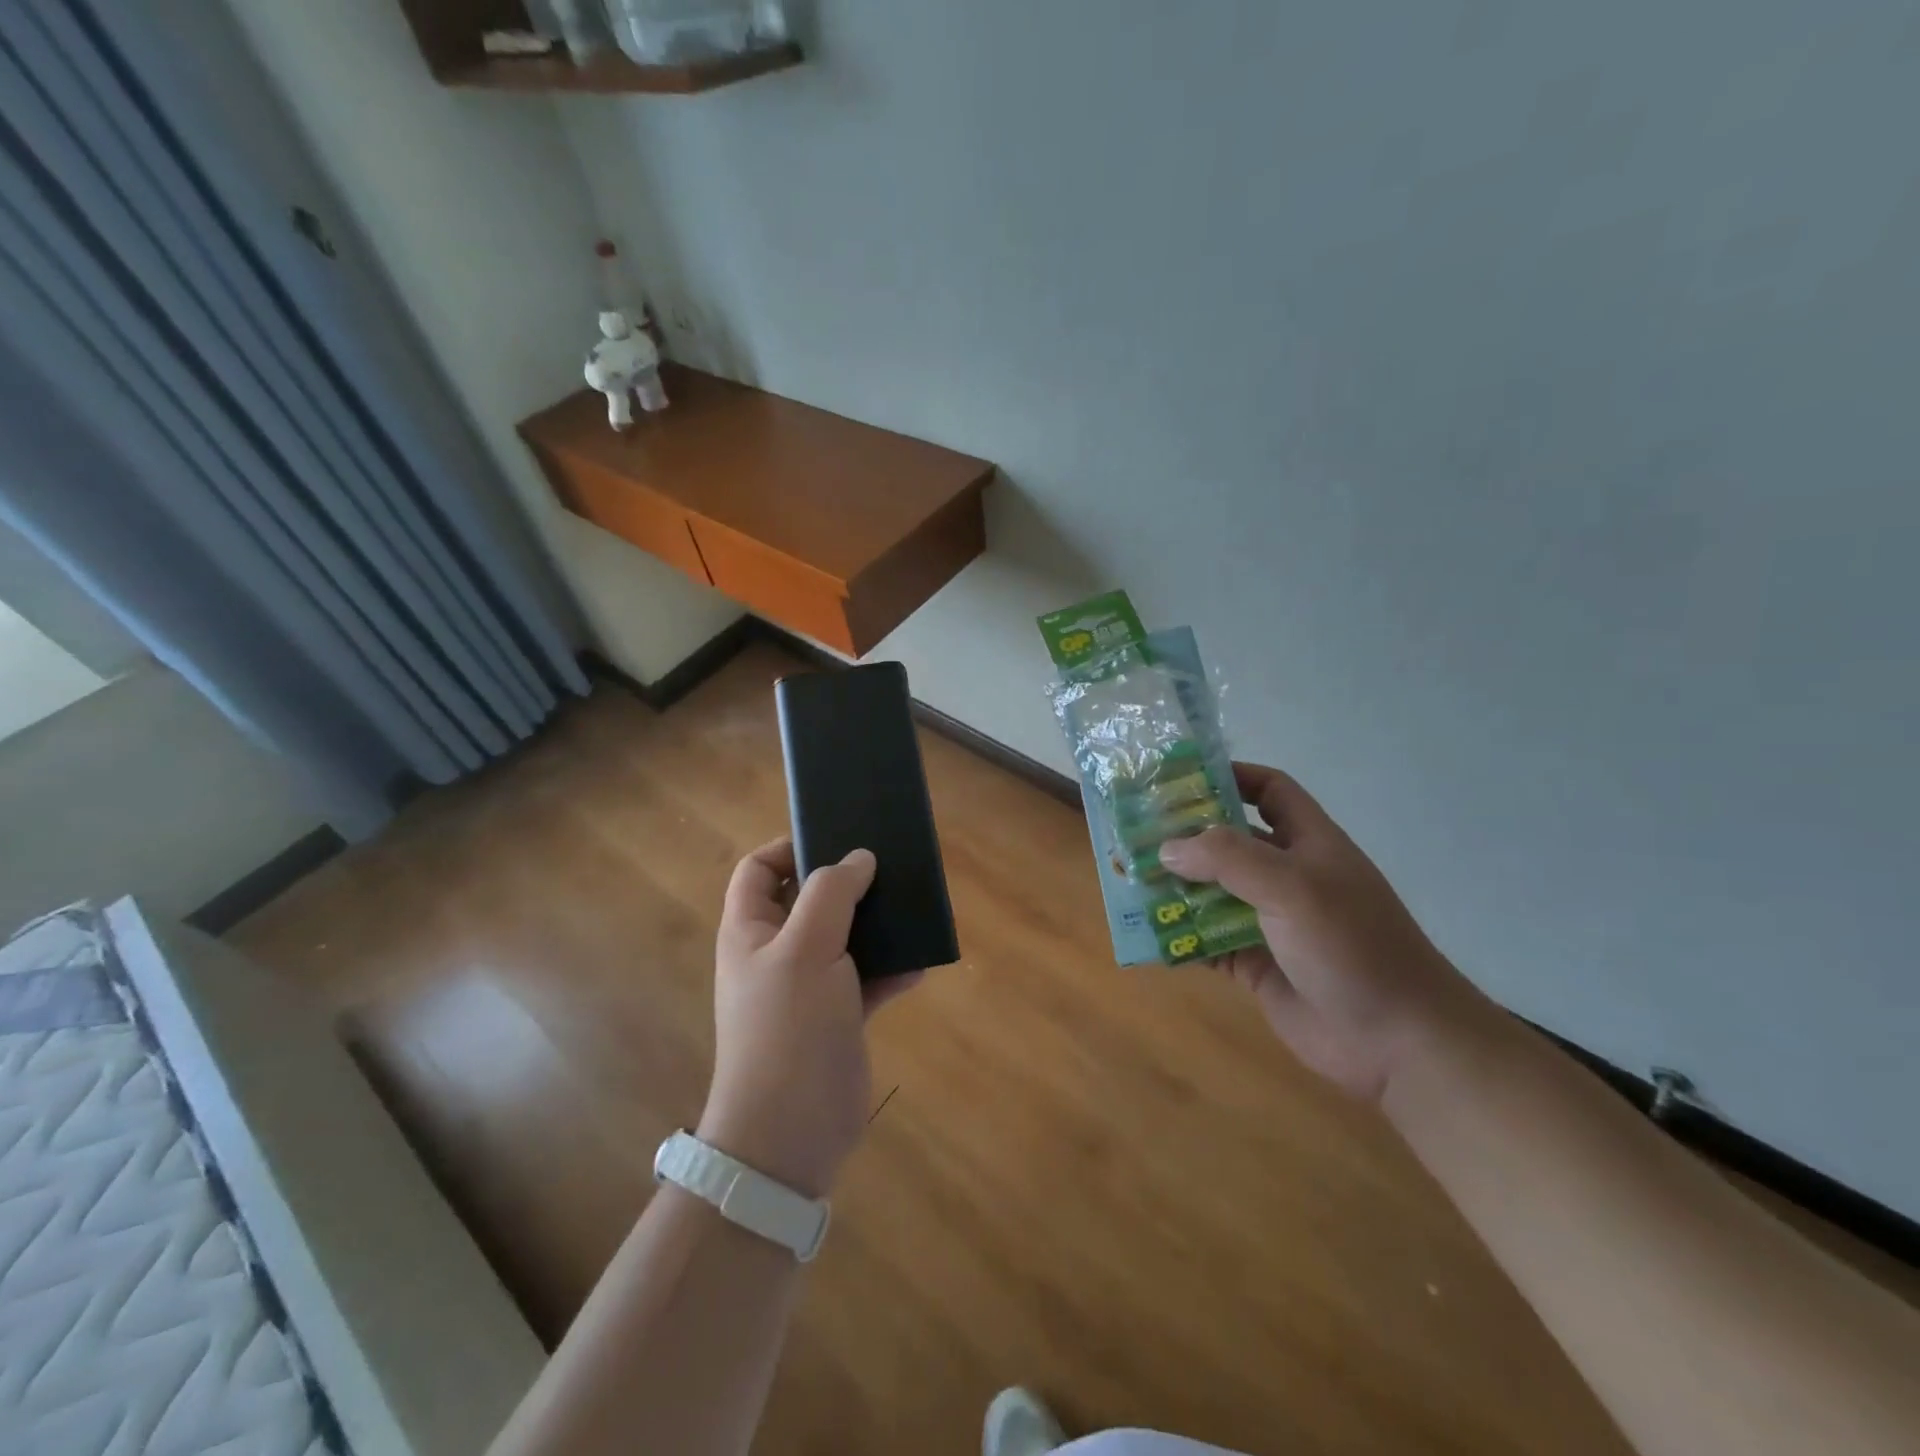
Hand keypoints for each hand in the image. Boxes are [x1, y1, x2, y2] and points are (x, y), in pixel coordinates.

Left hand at [699, 840, 919, 1198]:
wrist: (790, 1133)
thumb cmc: (787, 1028)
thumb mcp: (805, 948)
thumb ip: (831, 893)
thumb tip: (859, 857)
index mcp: (752, 929)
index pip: (760, 869)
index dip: (790, 847)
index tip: (838, 839)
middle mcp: (776, 952)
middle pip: (810, 898)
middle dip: (847, 882)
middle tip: (889, 866)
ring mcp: (808, 986)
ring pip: (844, 936)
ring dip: (876, 924)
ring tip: (912, 907)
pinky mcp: (838, 1015)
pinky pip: (867, 978)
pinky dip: (891, 969)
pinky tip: (919, 965)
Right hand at [1157, 763, 1491, 1101]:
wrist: (1398, 1042)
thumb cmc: (1352, 946)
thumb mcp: (1293, 886)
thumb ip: (1228, 858)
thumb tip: (1168, 847)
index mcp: (1308, 843)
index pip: (1270, 791)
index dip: (1231, 777)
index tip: (1179, 780)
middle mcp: (1287, 877)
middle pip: (1229, 842)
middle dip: (1185, 836)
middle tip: (1133, 832)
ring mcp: (1270, 922)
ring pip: (1212, 893)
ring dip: (1174, 888)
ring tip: (1127, 880)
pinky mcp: (1256, 964)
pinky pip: (1208, 942)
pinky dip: (1180, 937)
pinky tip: (1147, 934)